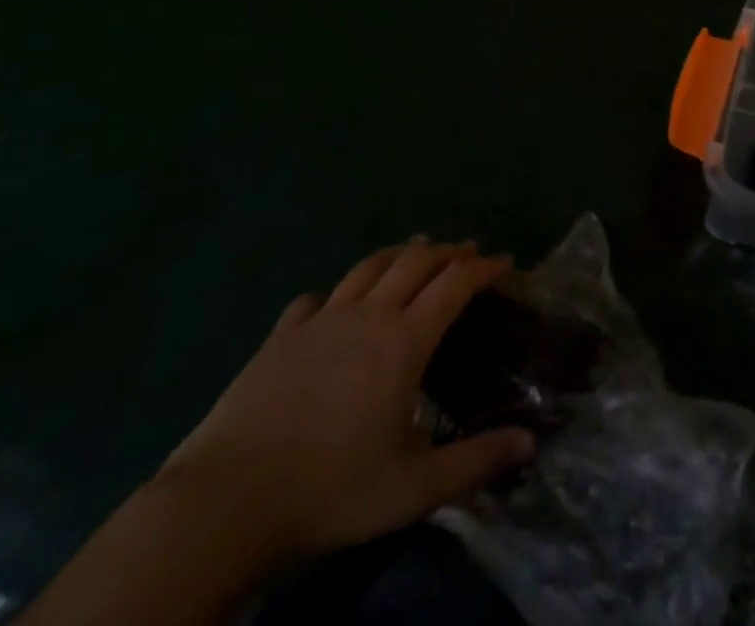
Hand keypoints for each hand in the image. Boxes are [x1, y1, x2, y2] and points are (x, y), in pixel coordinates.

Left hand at [158, 240, 535, 569]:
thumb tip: (529, 442)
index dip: (485, 267)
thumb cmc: (330, 490)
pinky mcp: (280, 336)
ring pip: (368, 267)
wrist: (225, 503)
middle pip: (416, 261)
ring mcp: (320, 320)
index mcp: (405, 340)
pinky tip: (335, 303)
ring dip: (399, 254)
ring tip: (415, 251)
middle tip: (468, 251)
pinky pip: (316, 299)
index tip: (506, 262)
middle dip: (447, 251)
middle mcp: (368, 315)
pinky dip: (337, 292)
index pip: (455, 283)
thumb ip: (476, 462)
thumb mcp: (414, 488)